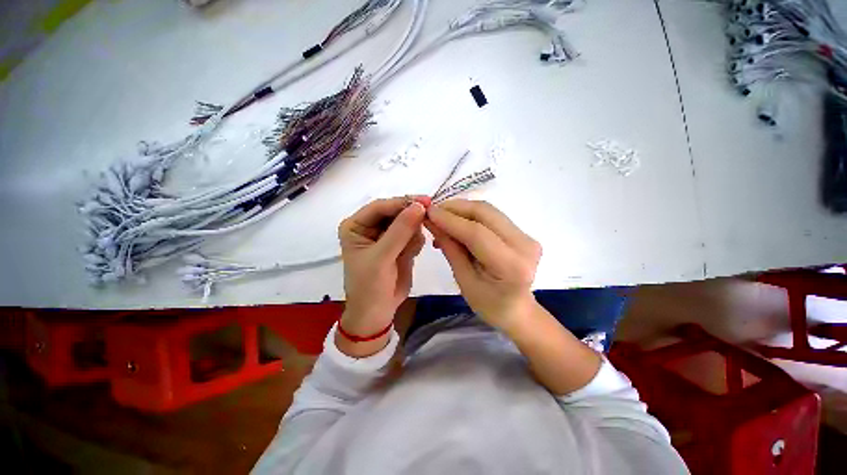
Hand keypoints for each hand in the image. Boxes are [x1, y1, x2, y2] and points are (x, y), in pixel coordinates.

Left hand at [338, 196, 426, 338]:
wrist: (377, 312)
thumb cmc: (370, 286)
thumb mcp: (382, 257)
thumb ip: (400, 231)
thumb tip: (419, 206)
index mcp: (357, 225)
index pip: (380, 206)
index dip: (402, 202)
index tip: (425, 202)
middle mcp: (371, 227)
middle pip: (395, 212)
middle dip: (411, 217)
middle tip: (429, 219)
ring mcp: (387, 236)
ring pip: (407, 222)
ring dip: (413, 233)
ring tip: (409, 251)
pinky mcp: (400, 245)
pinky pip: (414, 235)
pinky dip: (416, 242)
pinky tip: (410, 255)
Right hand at [425, 200, 541, 329]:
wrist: (517, 309)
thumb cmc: (488, 304)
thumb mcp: (463, 280)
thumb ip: (450, 248)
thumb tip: (432, 222)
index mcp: (511, 266)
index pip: (476, 233)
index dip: (450, 220)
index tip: (428, 212)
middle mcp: (524, 244)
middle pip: (485, 213)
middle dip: (455, 207)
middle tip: (433, 210)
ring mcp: (527, 235)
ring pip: (488, 210)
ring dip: (462, 209)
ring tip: (442, 216)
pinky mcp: (522, 231)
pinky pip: (491, 215)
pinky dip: (471, 215)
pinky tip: (457, 222)